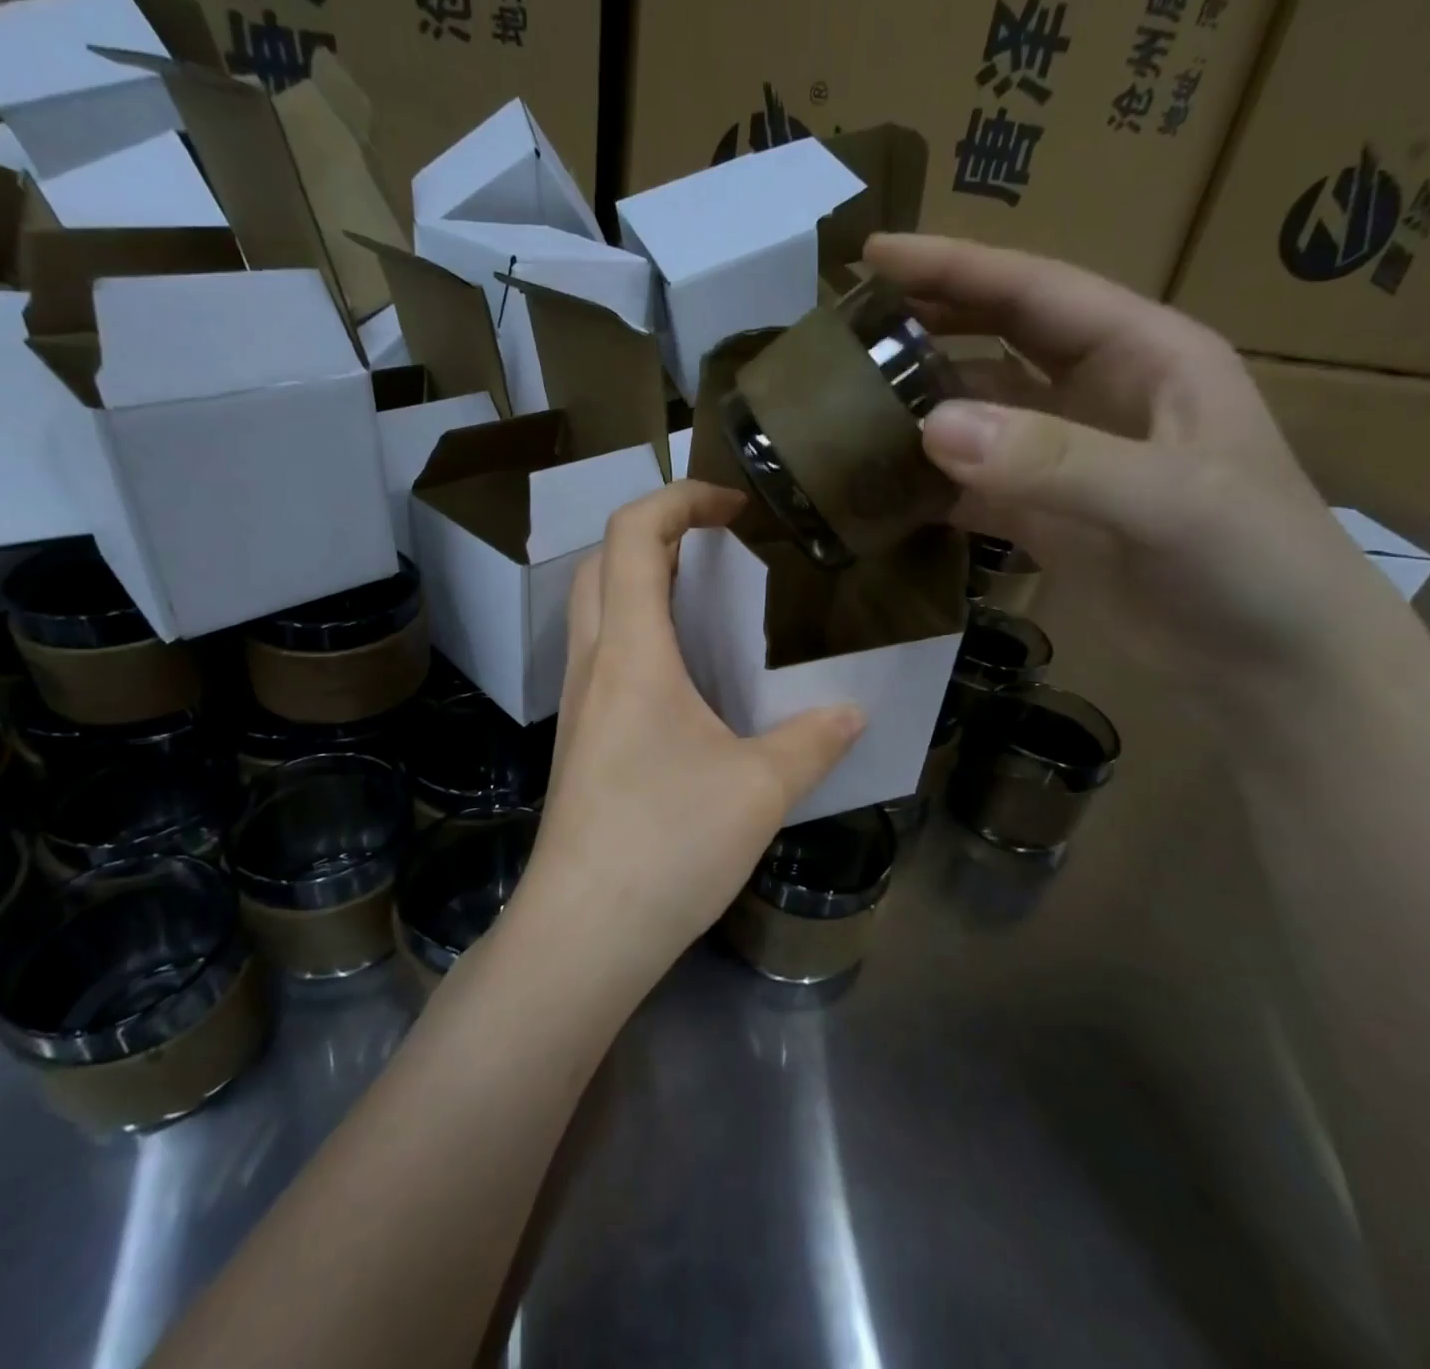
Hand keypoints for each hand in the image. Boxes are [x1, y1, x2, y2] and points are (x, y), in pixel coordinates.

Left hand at [516, 481, 863, 985]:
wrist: (584, 931)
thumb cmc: (667, 844)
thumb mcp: (760, 789)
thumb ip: (812, 741)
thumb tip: (852, 713)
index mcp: (630, 651)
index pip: (632, 533)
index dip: (679, 498)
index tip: (733, 506)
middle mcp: (592, 663)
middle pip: (602, 561)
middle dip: (657, 532)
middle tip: (720, 546)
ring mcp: (578, 702)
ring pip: (595, 608)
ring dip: (643, 581)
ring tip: (710, 599)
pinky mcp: (580, 739)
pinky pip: (602, 656)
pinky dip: (639, 633)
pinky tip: (687, 675)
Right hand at [865, 233, 1413, 694]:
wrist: (1271, 664)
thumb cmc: (1252, 563)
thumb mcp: (1168, 499)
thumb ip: (1052, 461)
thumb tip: (930, 427)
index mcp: (1145, 354)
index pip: (1034, 293)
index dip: (954, 268)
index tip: (872, 254)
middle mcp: (1099, 396)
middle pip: (997, 343)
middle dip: (928, 324)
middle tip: (846, 325)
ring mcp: (1067, 461)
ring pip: (977, 417)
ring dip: (919, 408)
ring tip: (846, 404)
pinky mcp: (1045, 518)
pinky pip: (971, 486)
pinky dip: (929, 484)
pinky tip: (882, 485)